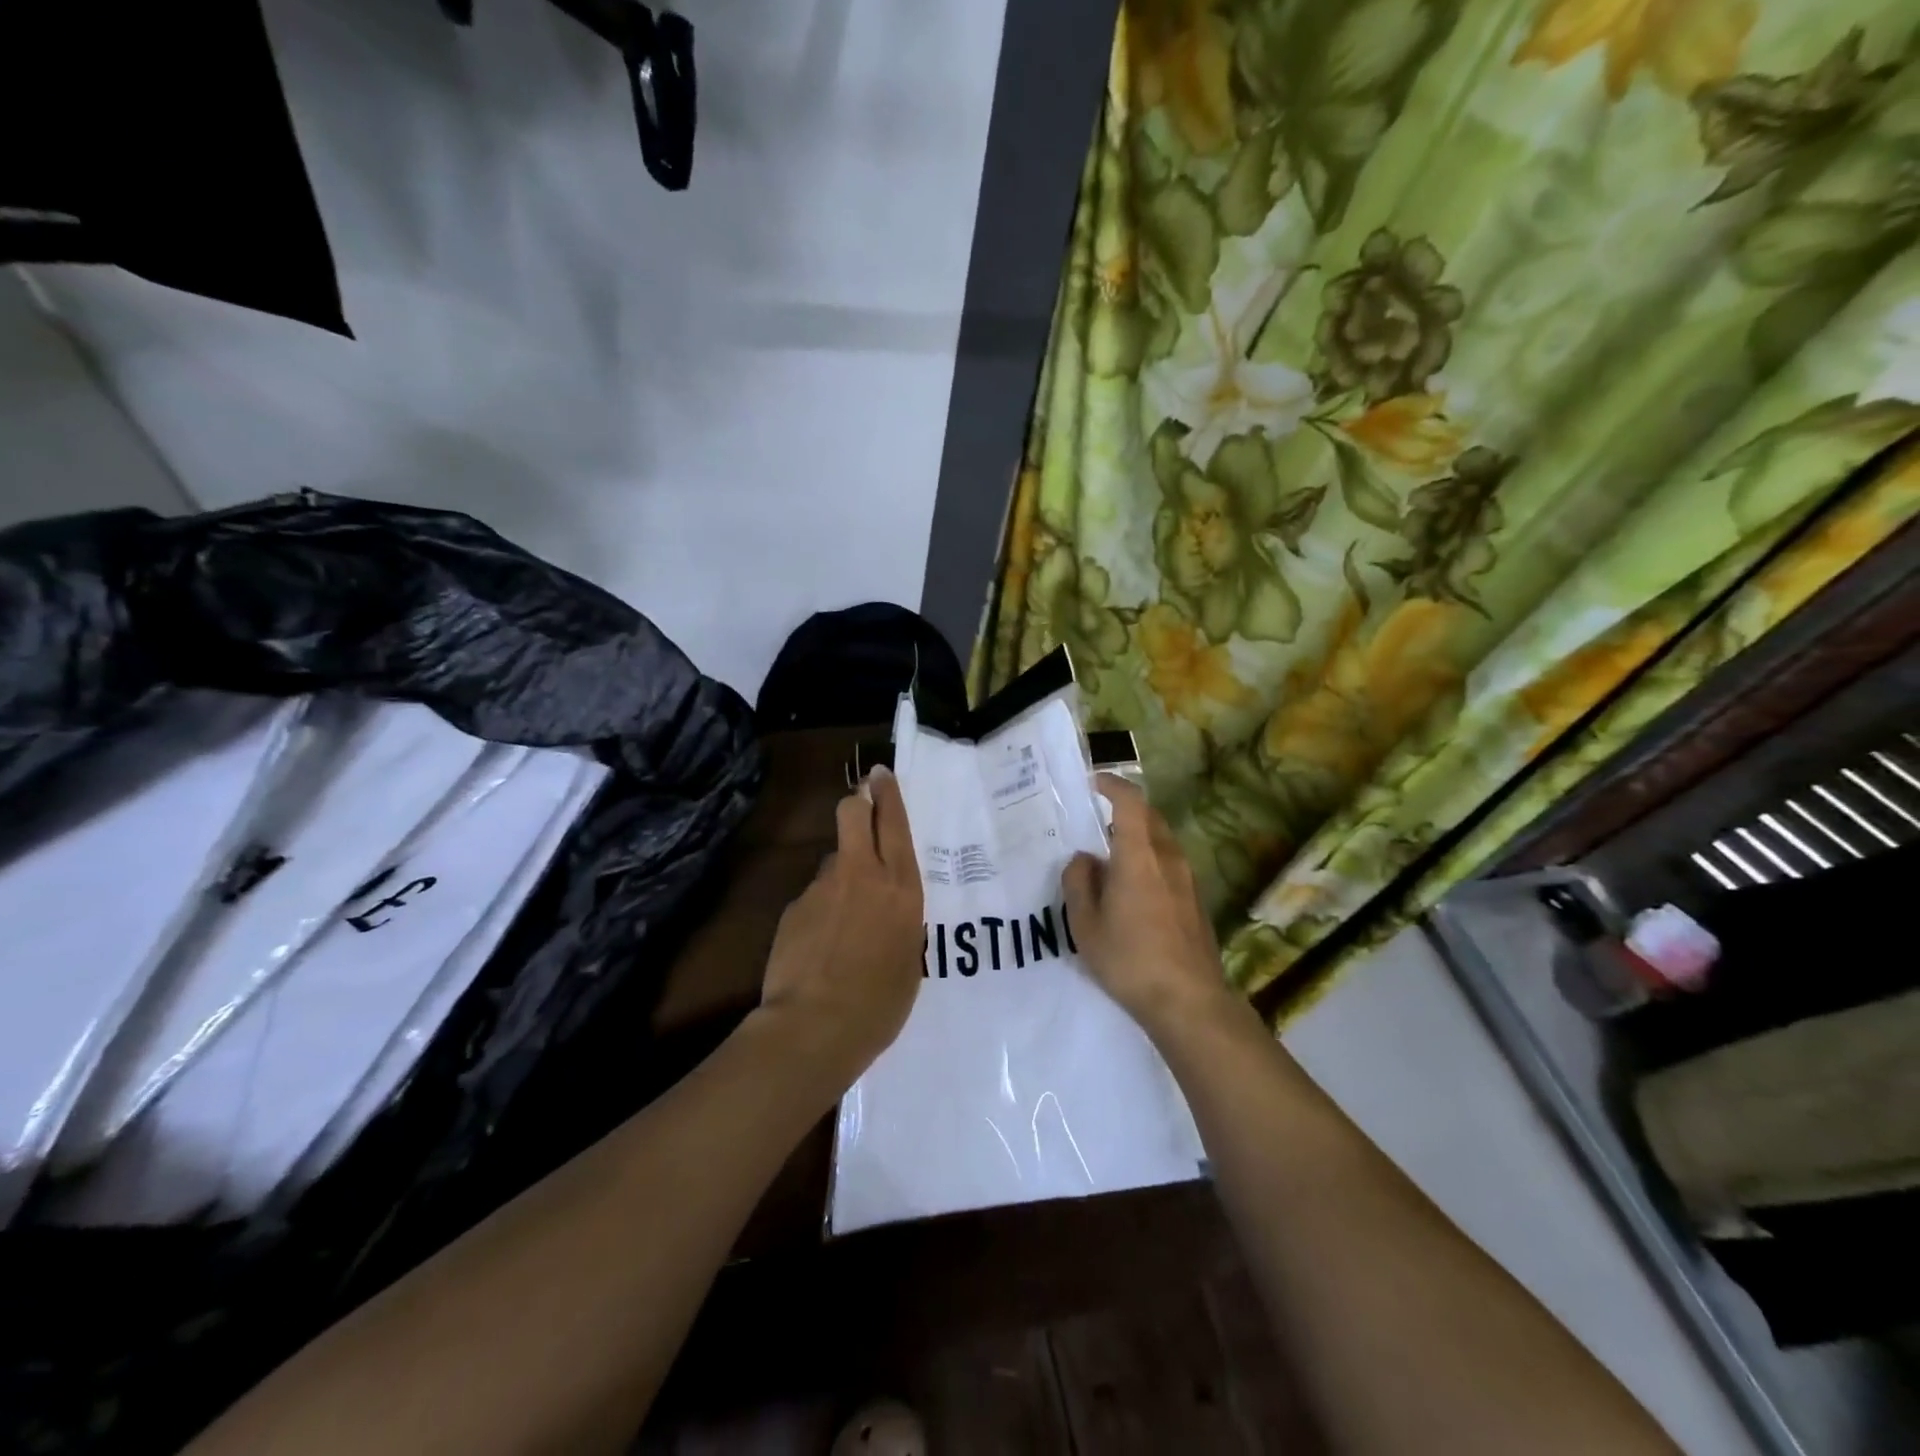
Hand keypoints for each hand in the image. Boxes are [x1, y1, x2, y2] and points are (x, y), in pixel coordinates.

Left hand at [756, 765, 923, 1084]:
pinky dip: (820, 911)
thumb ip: (898, 919)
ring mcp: (823, 888)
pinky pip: (813, 896)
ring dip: (840, 874)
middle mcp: (862, 875)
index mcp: (901, 888)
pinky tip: (819, 947)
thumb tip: (885, 903)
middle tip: (861, 804)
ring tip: (842, 922)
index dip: (888, 795)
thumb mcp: (909, 958)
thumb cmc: (880, 1003)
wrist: (816, 1027)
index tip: (881, 775)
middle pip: (854, 814)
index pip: (895, 825)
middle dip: (858, 801)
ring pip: (833, 860)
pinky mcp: (794, 907)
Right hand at [1063, 774, 1238, 1042]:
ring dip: (1139, 837)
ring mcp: (1188, 880)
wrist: (1190, 1002)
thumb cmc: (1130, 959)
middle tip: (1097, 821)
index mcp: (1139, 856)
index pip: (1130, 802)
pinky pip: (1170, 865)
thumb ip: (1079, 883)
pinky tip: (1135, 890)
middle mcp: (1168, 858)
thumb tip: (1083, 859)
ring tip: (1113, 858)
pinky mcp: (1197, 902)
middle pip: (1150, 817)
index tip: (1094, 783)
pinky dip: (1151, 860)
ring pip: (1162, 841)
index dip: (1113, 785)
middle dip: (1125, 810)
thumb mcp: (1086, 925)